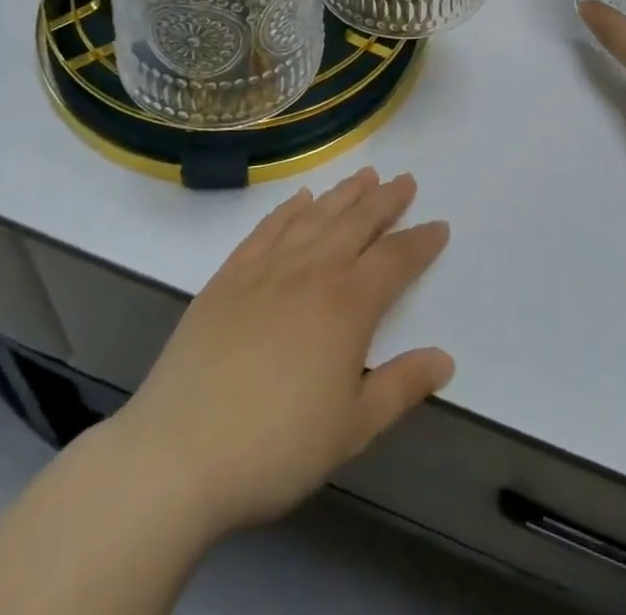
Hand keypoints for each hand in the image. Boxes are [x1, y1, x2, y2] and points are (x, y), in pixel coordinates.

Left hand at [107, 169, 452, 539]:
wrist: (180, 451)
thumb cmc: (276, 446)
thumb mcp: (352, 430)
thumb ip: (401, 387)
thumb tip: (445, 358)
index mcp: (347, 305)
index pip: (395, 259)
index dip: (420, 241)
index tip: (439, 225)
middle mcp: (311, 271)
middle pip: (356, 222)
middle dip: (385, 200)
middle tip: (405, 180)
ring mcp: (266, 268)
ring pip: (315, 216)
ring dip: (343, 193)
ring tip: (365, 175)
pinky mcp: (229, 275)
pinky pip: (268, 228)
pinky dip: (289, 208)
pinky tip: (300, 198)